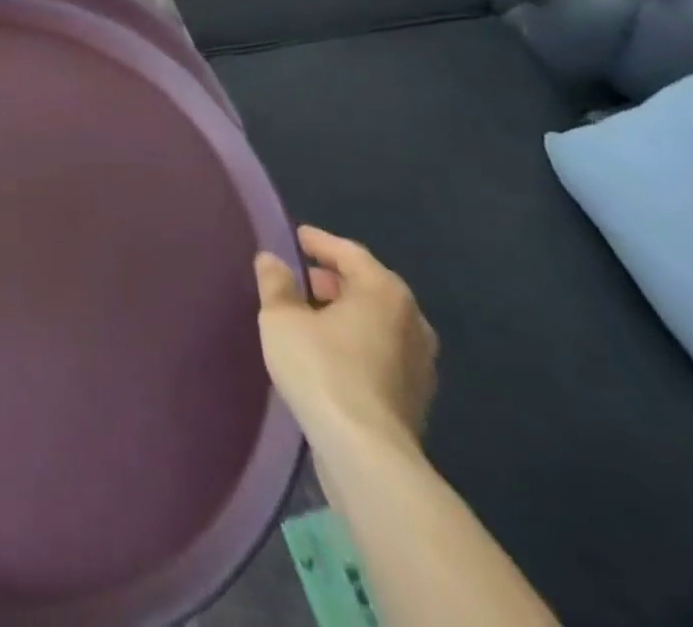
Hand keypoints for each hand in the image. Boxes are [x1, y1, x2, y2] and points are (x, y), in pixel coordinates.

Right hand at [255, 225, 437, 455]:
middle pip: (368, 285)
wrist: (366, 454)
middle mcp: (411, 319)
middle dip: (334, 278)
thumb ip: (275, 283)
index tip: (297, 237)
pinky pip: (382, 350)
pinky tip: (331, 352)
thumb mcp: (281, 318)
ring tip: (312, 315)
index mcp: (383, 291)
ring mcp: (420, 361)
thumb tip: (272, 260)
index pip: (349, 252)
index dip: (319, 242)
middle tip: (302, 277)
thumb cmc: (322, 369)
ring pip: (377, 320)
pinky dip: (358, 341)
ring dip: (347, 312)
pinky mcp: (415, 396)